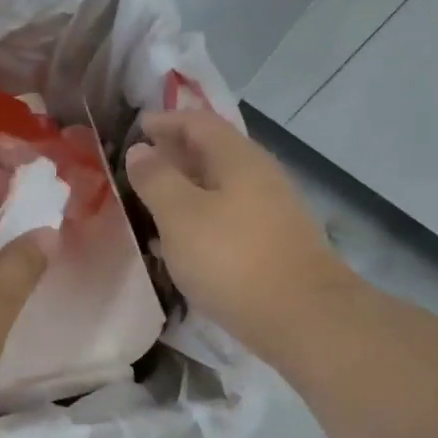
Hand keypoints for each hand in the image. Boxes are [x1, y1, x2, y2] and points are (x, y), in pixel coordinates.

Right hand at [125, 109, 354, 368]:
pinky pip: (228, 217)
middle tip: (141, 166)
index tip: (137, 128)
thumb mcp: (180, 216)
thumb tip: (141, 150)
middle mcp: (259, 176)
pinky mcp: (272, 243)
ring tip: (154, 203)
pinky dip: (200, 218)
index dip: (166, 121)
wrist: (300, 315)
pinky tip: (182, 242)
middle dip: (176, 154)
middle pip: (213, 153)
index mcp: (238, 159)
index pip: (198, 122)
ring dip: (186, 189)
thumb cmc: (232, 258)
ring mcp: (270, 211)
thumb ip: (157, 180)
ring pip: (220, 188)